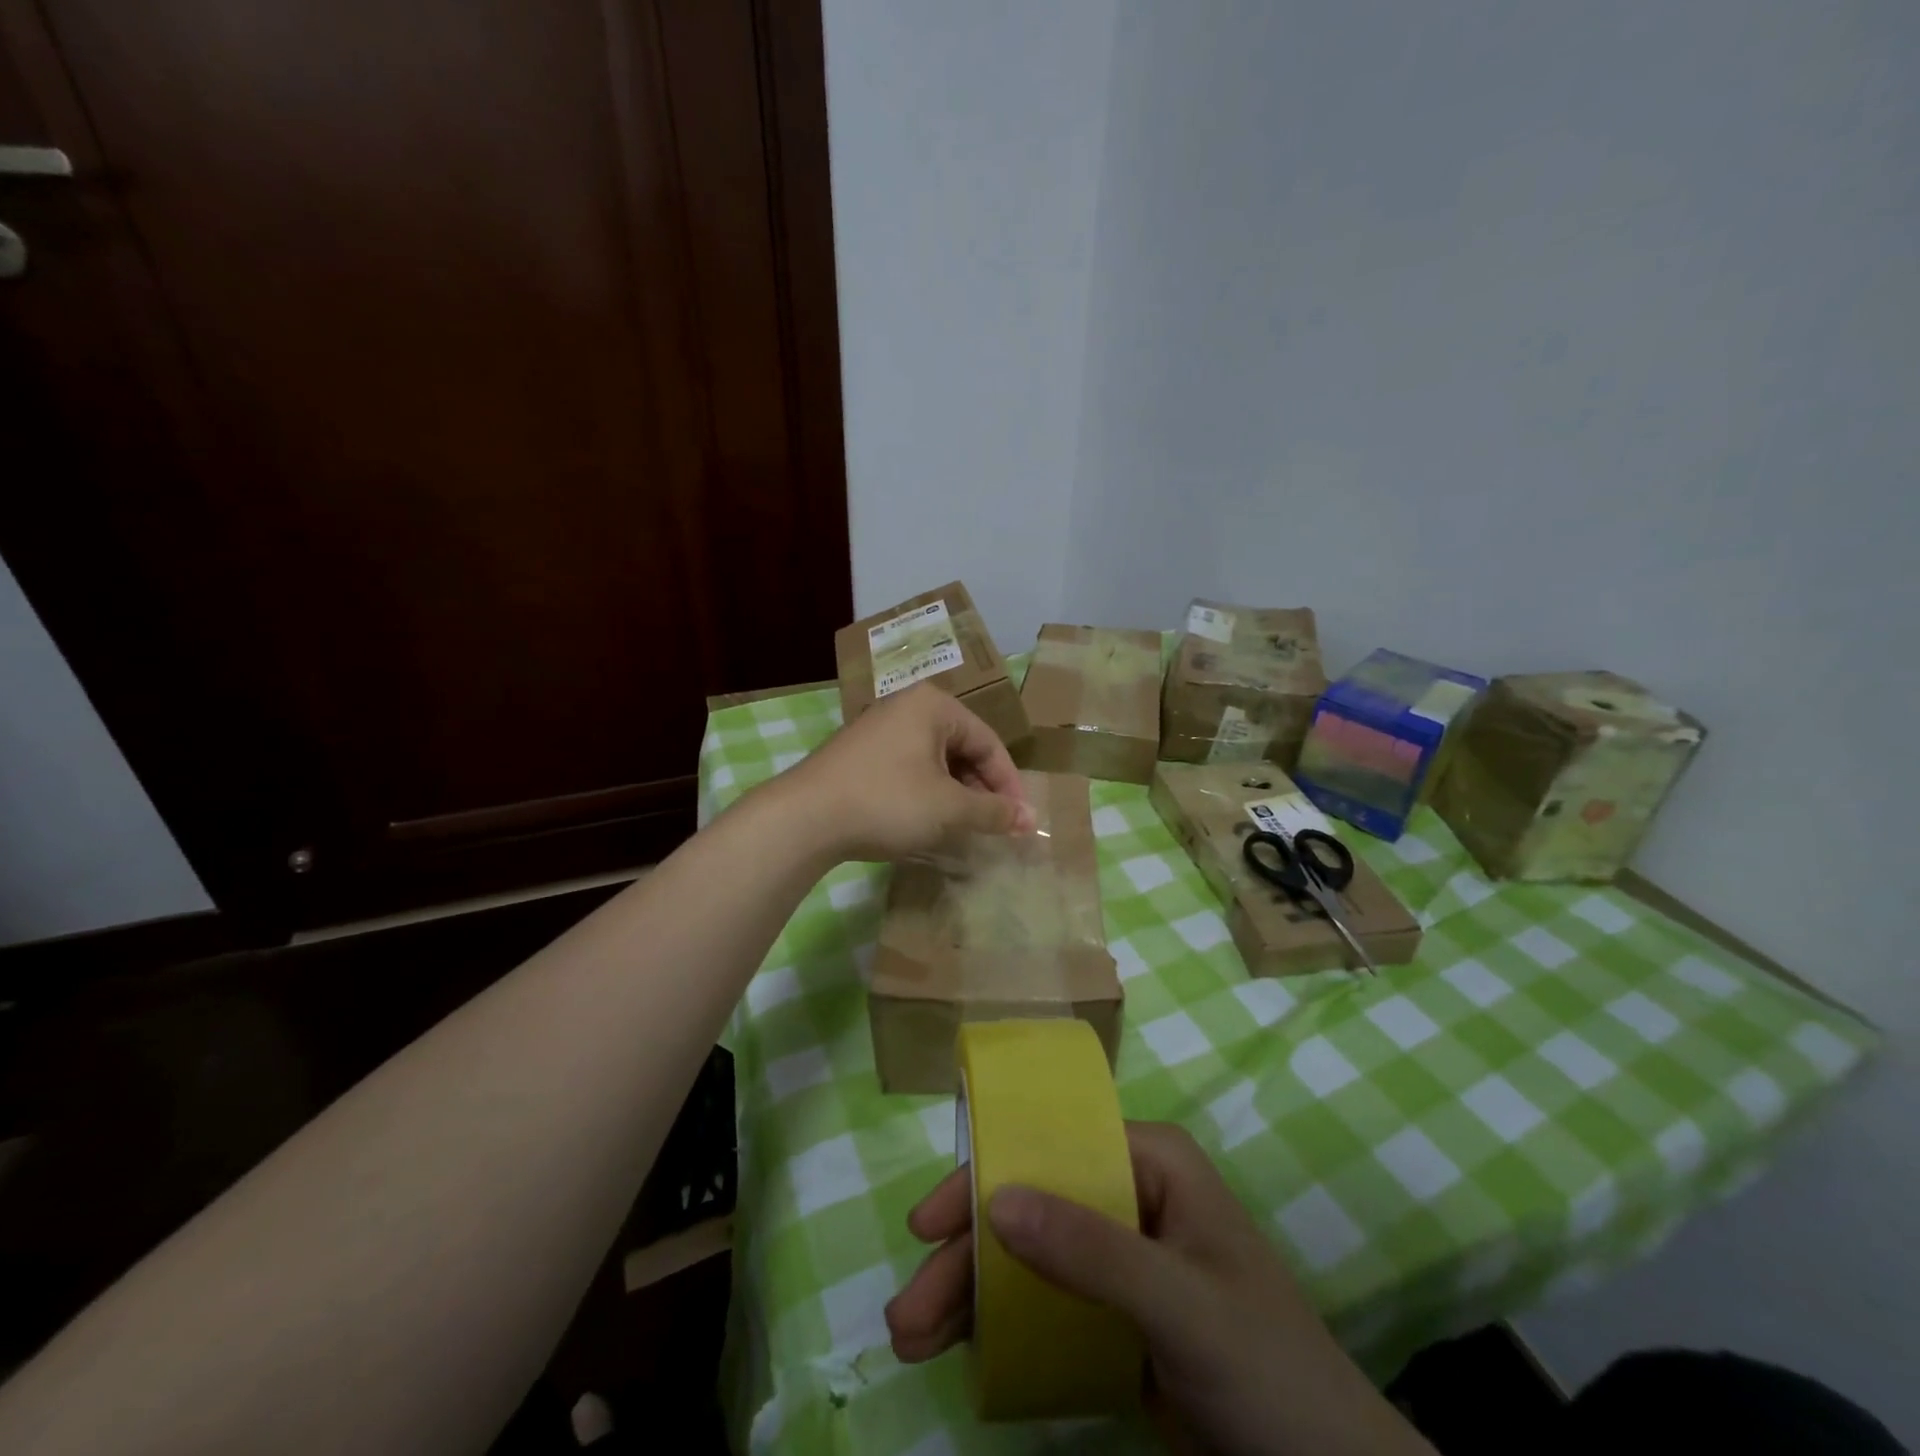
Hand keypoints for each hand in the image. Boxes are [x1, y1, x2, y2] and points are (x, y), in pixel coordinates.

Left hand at [774, 683, 1034, 862]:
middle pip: (961, 749)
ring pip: (934, 761)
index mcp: (933, 705)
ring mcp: (878, 729)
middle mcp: (906, 707)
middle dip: (981, 791)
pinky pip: (908, 769)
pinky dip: (926, 794)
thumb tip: (1030, 821)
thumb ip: (993, 812)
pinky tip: (927, 822)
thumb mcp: (949, 809)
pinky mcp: (859, 754)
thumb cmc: (887, 802)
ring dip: (955, 795)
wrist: (804, 818)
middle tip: (994, 827)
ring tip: (964, 829)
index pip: (988, 743)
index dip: (1009, 785)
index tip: (1020, 822)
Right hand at [886, 1122, 1432, 1455]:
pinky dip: (1003, 1326)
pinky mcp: (1117, 1314)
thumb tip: (996, 1199)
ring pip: (1031, 1257)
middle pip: (1032, 1207)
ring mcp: (1122, 1256)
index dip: (987, 1177)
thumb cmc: (1267, 1366)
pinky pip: (1047, 1303)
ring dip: (972, 1295)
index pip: (1053, 1149)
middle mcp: (1130, 1195)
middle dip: (967, 1257)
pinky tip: (963, 1351)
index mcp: (1151, 1163)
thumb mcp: (1180, 1303)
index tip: (926, 1225)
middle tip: (906, 1311)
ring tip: (913, 1339)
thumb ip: (1093, 1251)